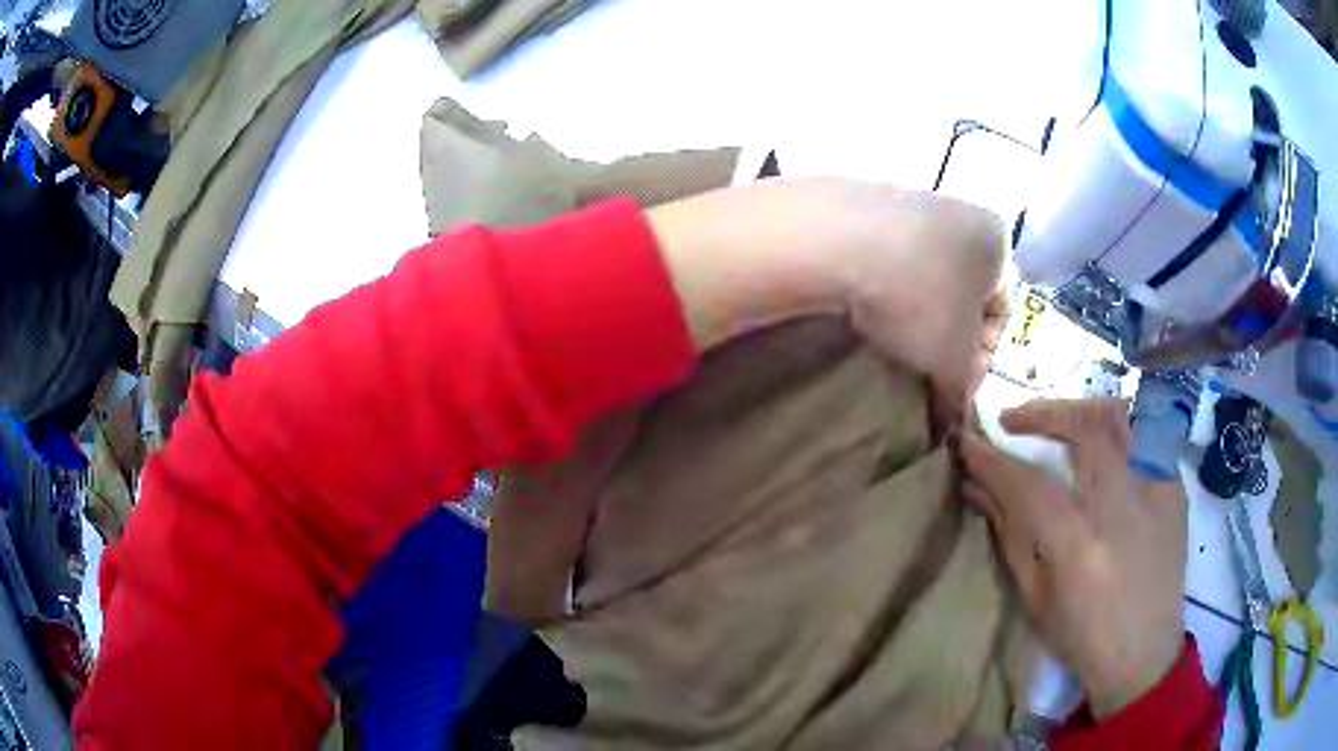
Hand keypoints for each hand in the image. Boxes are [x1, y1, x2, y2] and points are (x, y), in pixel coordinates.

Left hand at [649, 179, 1005, 413]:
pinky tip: (861, 310)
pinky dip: (879, 288)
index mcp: (996, 239)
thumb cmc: (921, 300)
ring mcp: (907, 200)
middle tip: (923, 370)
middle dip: (945, 336)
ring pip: (920, 274)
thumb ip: (960, 394)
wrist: (837, 242)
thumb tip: (951, 423)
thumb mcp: (952, 361)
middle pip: (960, 292)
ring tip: (889, 343)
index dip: (981, 358)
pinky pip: (883, 258)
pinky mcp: (861, 202)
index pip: (1000, 311)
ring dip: (911, 313)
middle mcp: (959, 210)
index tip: (956, 386)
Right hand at [959, 399, 1186, 717]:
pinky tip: (1103, 443)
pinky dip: (1119, 429)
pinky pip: (1148, 437)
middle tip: (1012, 419)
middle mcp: (1121, 510)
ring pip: (1122, 419)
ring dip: (1083, 409)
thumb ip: (1009, 534)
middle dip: (1041, 413)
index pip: (1029, 485)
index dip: (993, 460)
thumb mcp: (1034, 596)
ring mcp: (1155, 494)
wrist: (1143, 651)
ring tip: (1061, 419)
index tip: (969, 444)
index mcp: (1079, 548)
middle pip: (1085, 430)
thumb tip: (976, 486)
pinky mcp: (1175, 490)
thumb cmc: (1081, 635)